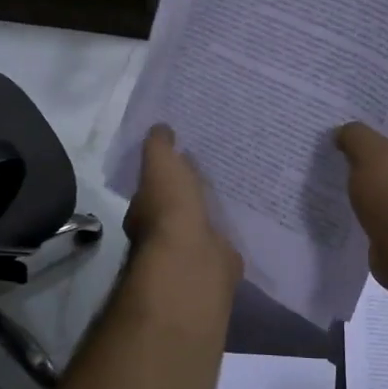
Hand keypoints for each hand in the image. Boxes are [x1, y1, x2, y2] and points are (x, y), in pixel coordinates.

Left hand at [125, 126, 242, 285]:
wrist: (193, 257)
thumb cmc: (170, 208)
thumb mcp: (160, 163)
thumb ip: (159, 145)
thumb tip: (160, 127)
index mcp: (143, 209)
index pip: (152, 188)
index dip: (165, 173)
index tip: (183, 157)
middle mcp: (161, 232)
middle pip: (176, 206)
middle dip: (189, 192)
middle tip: (211, 171)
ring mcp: (189, 249)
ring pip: (200, 222)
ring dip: (210, 210)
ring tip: (233, 188)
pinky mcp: (215, 260)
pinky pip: (222, 239)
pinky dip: (229, 228)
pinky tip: (244, 214)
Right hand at [335, 115, 387, 274]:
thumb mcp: (368, 153)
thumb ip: (353, 133)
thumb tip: (343, 132)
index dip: (374, 103)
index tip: (346, 99)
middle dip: (363, 133)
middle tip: (332, 123)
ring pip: (384, 164)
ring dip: (361, 162)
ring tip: (330, 150)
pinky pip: (381, 189)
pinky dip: (363, 186)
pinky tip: (338, 181)